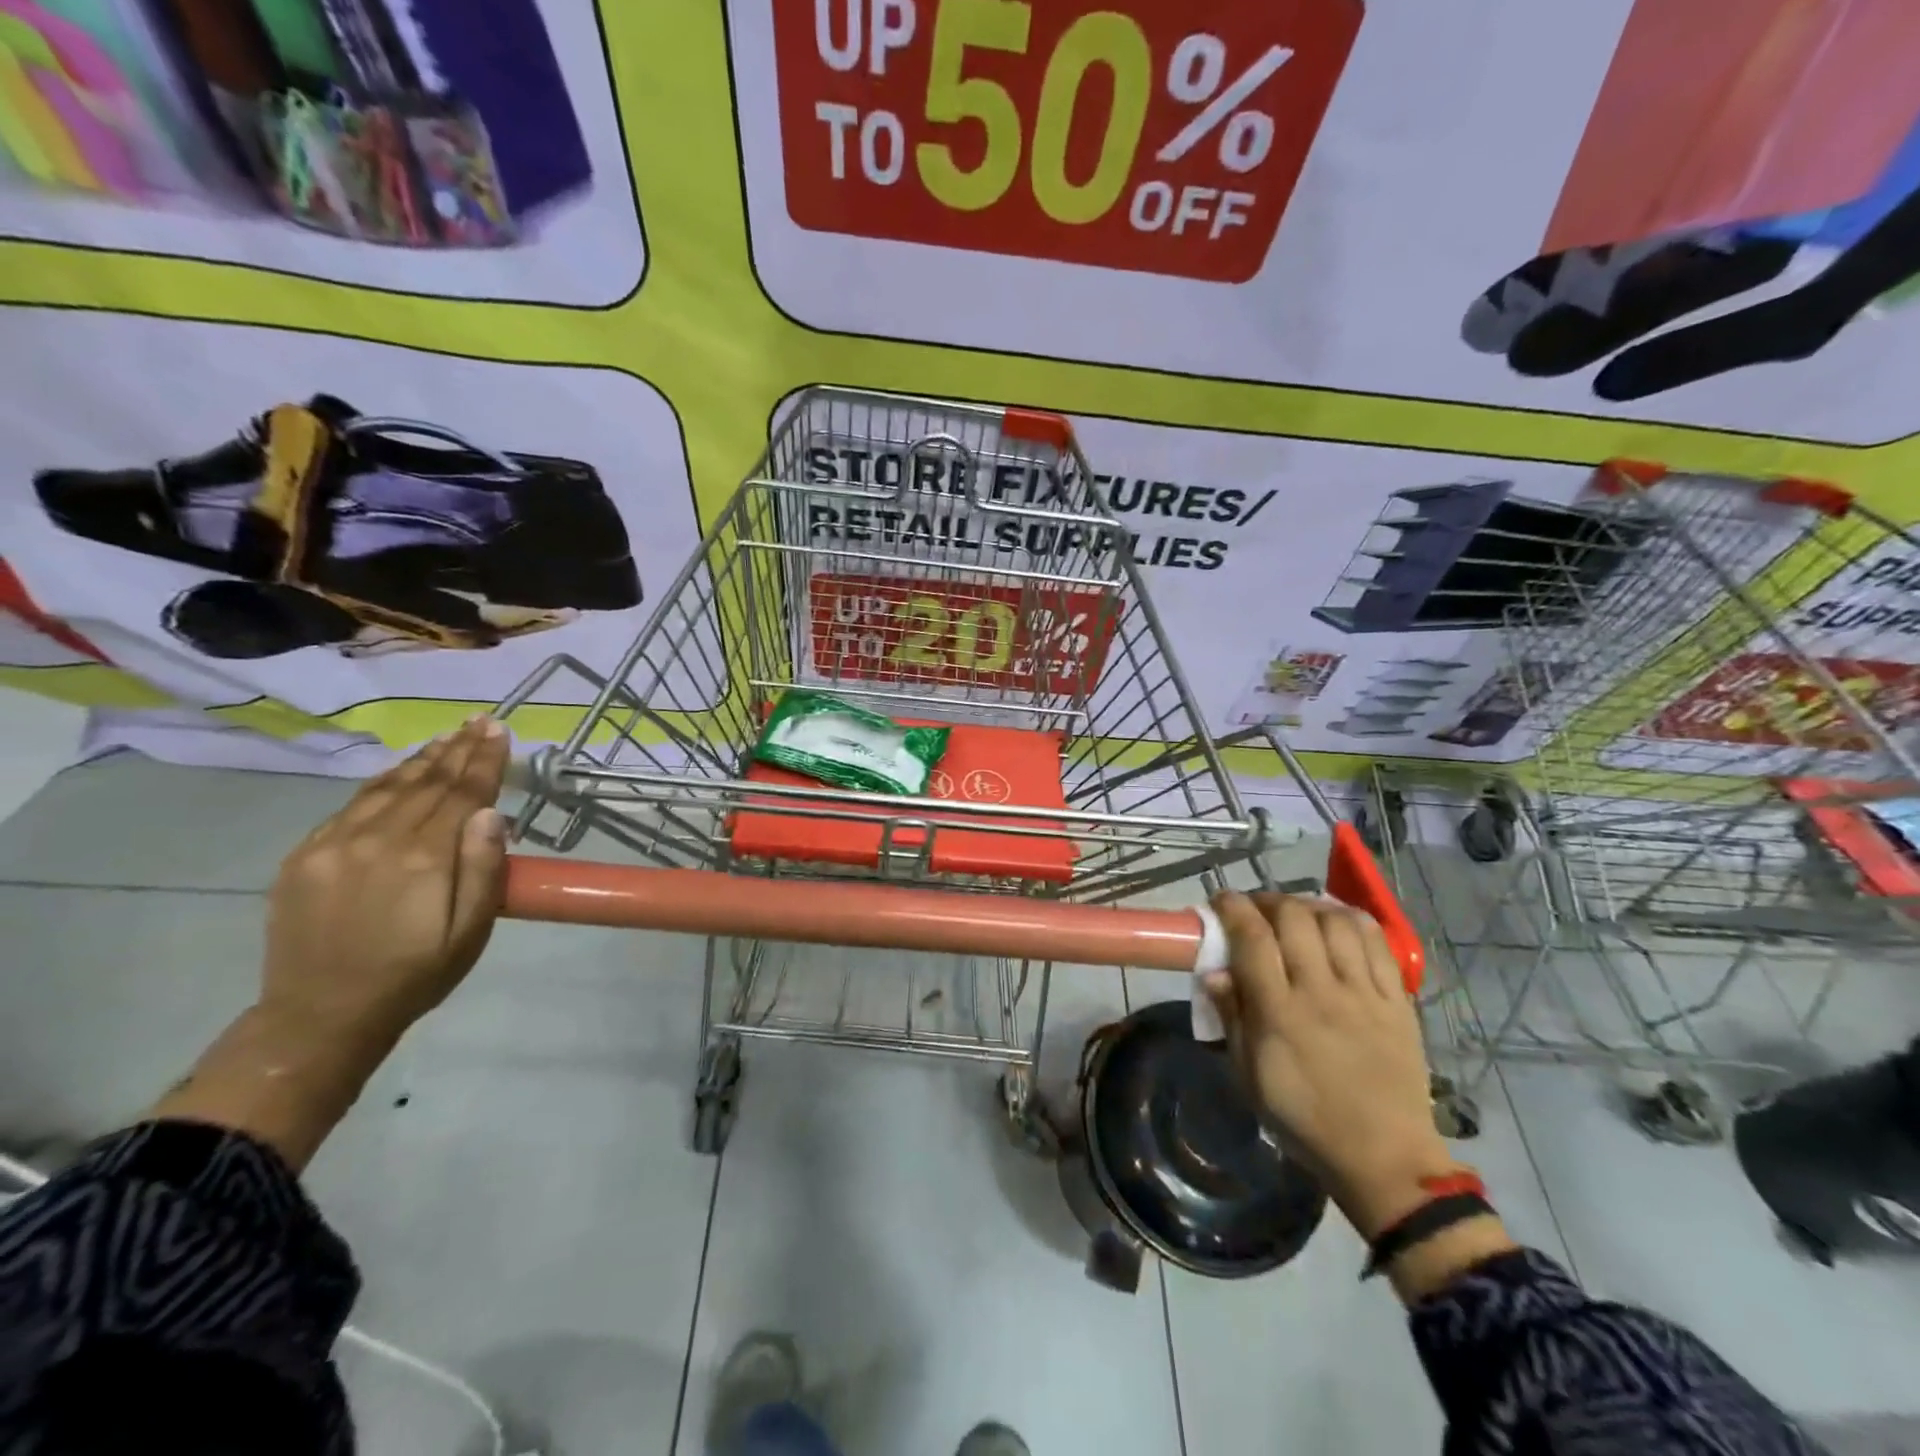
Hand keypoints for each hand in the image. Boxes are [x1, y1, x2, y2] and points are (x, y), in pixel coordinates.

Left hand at [261, 717, 510, 1044]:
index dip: (484, 760)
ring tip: (447, 736)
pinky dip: (383, 781)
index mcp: (424, 860)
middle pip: (427, 783)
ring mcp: (333, 845)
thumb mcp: (470, 933)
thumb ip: (484, 871)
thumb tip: (492, 813)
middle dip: (458, 749)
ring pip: (387, 787)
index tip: (500, 729)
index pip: (463, 794)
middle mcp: (377, 841)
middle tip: (479, 720)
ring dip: (422, 759)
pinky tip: (399, 772)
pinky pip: (352, 805)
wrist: (320, 1015)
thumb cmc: (414, 975)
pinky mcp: (305, 855)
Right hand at [1204, 892, 1457, 1239]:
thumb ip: (1231, 1017)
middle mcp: (1321, 992)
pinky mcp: (1398, 1001)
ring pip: (1336, 922)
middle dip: (1268, 901)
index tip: (1221, 901)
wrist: (1384, 1158)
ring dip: (1309, 906)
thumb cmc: (1303, 1119)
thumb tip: (1213, 972)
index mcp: (1280, 1013)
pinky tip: (1337, 921)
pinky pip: (1378, 943)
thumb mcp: (1248, 1076)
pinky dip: (1353, 920)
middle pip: (1294, 918)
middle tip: (1257, 910)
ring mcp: (1364, 994)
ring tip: (1297, 914)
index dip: (1233, 908)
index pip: (1253, 939)